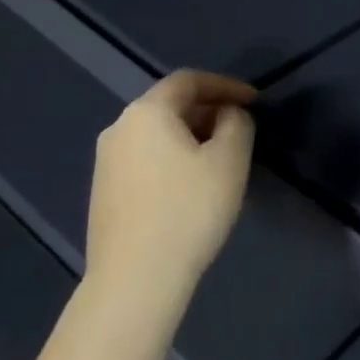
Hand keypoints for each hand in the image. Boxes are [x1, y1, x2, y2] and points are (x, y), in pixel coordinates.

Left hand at [81, 70, 256, 348]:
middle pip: (169, 105)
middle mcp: (119, 128)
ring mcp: (106, 162)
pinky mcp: (104, 191)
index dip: (226, 85)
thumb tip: (228, 115)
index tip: (255, 102)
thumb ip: (237, 124)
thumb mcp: (229, 161)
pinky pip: (146, 158)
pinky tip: (192, 185)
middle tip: (241, 130)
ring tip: (221, 158)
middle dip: (209, 111)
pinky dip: (173, 158)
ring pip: (157, 134)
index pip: (189, 80)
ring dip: (192, 136)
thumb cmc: (189, 210)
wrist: (135, 278)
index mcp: (147, 112)